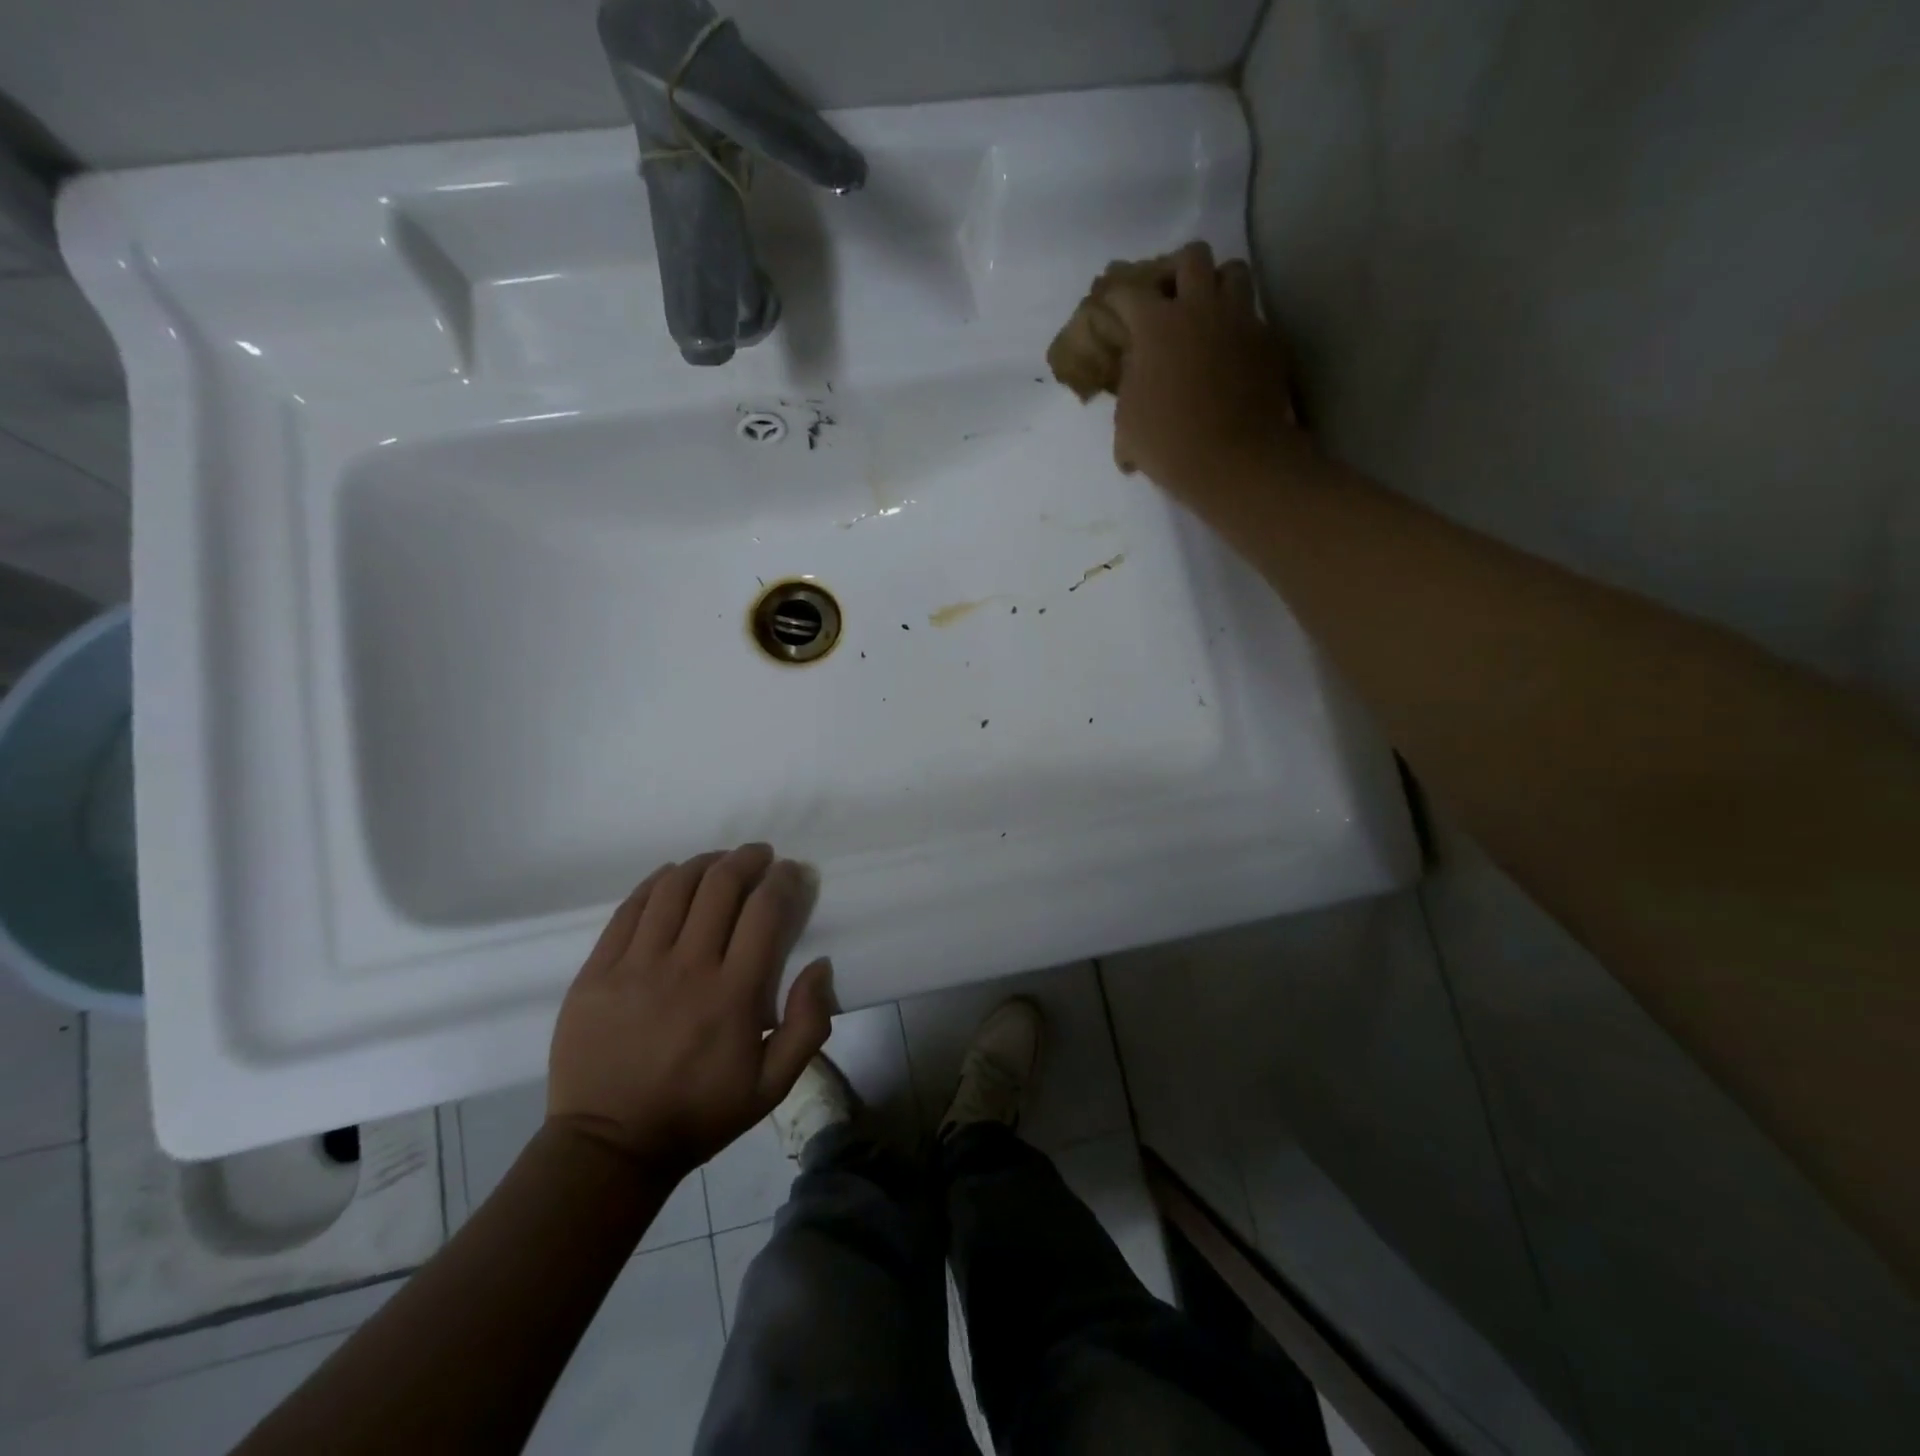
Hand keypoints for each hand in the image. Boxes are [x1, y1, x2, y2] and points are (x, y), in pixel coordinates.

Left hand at [547, 844, 834, 1173]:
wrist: (610, 1146)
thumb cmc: (699, 1113)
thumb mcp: (772, 1086)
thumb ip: (809, 1025)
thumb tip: (820, 965)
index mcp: (733, 995)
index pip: (764, 912)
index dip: (783, 880)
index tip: (791, 872)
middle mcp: (686, 968)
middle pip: (720, 886)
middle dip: (747, 859)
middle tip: (760, 856)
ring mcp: (635, 966)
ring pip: (675, 888)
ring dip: (704, 863)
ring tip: (719, 861)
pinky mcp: (596, 971)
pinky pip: (629, 909)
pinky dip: (657, 882)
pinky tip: (671, 876)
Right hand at [1107, 241, 1300, 497]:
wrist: (1234, 461)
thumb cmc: (1168, 444)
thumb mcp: (1127, 423)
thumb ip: (1128, 389)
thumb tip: (1133, 380)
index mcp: (1157, 325)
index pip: (1129, 290)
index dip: (1117, 296)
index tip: (1112, 307)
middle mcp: (1200, 308)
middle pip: (1192, 256)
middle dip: (1176, 270)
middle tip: (1169, 298)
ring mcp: (1240, 320)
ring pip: (1233, 271)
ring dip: (1217, 285)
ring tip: (1208, 312)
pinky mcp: (1269, 340)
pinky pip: (1254, 316)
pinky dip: (1240, 324)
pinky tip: (1231, 350)